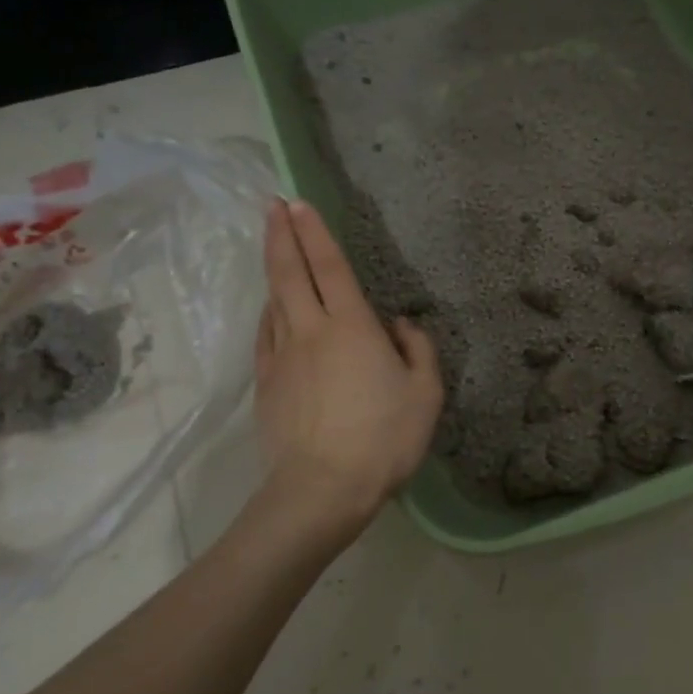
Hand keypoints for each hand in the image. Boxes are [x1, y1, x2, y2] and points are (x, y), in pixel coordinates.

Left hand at [253, 199, 443, 535]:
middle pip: (289, 273)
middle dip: (280, 235)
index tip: (297, 203)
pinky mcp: (267, 384)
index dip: (314, 232)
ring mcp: (282, 357)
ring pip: (274, 301)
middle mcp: (311, 331)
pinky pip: (267, 335)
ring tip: (276, 249)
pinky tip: (273, 310)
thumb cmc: (384, 438)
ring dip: (274, 270)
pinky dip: (270, 313)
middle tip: (271, 206)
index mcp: (352, 327)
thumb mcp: (425, 394)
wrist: (322, 490)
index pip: (329, 267)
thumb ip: (419, 350)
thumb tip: (400, 324)